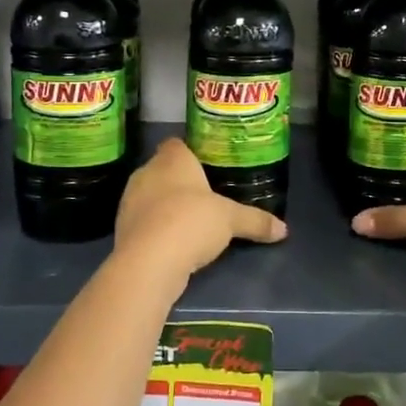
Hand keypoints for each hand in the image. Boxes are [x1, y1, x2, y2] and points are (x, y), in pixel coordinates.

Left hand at [114, 139, 286, 275]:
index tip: (207, 165)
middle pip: (163, 169)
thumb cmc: (191, 222)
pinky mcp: (122, 227)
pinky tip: (173, 241)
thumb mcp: (231, 220)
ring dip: (165, 205)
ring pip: (150, 195)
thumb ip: (256, 221)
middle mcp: (146, 173)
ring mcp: (130, 200)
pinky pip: (143, 220)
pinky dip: (156, 227)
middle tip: (204, 195)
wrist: (148, 261)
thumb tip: (284, 230)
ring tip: (190, 220)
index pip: (177, 143)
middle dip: (180, 181)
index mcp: (172, 159)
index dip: (190, 152)